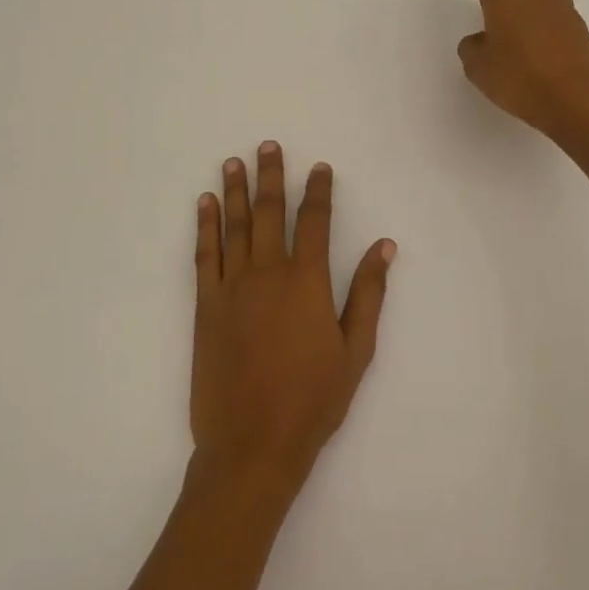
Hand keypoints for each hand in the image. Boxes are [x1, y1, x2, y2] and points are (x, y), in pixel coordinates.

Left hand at [192, 143, 394, 494]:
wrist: (253, 443)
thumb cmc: (313, 400)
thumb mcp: (355, 350)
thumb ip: (368, 293)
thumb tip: (384, 246)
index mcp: (307, 281)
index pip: (314, 221)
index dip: (318, 191)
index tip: (319, 167)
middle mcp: (267, 273)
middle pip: (269, 212)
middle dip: (270, 176)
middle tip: (267, 145)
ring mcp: (232, 288)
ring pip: (234, 226)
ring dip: (234, 191)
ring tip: (233, 161)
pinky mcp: (205, 306)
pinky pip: (204, 255)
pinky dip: (205, 226)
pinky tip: (204, 204)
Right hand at [446, 0, 588, 140]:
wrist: (575, 100)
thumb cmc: (520, 80)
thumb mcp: (479, 69)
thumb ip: (472, 48)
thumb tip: (480, 39)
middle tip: (503, 3)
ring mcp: (562, 9)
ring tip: (524, 28)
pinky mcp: (580, 28)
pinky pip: (560, 13)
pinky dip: (548, 22)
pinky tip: (541, 48)